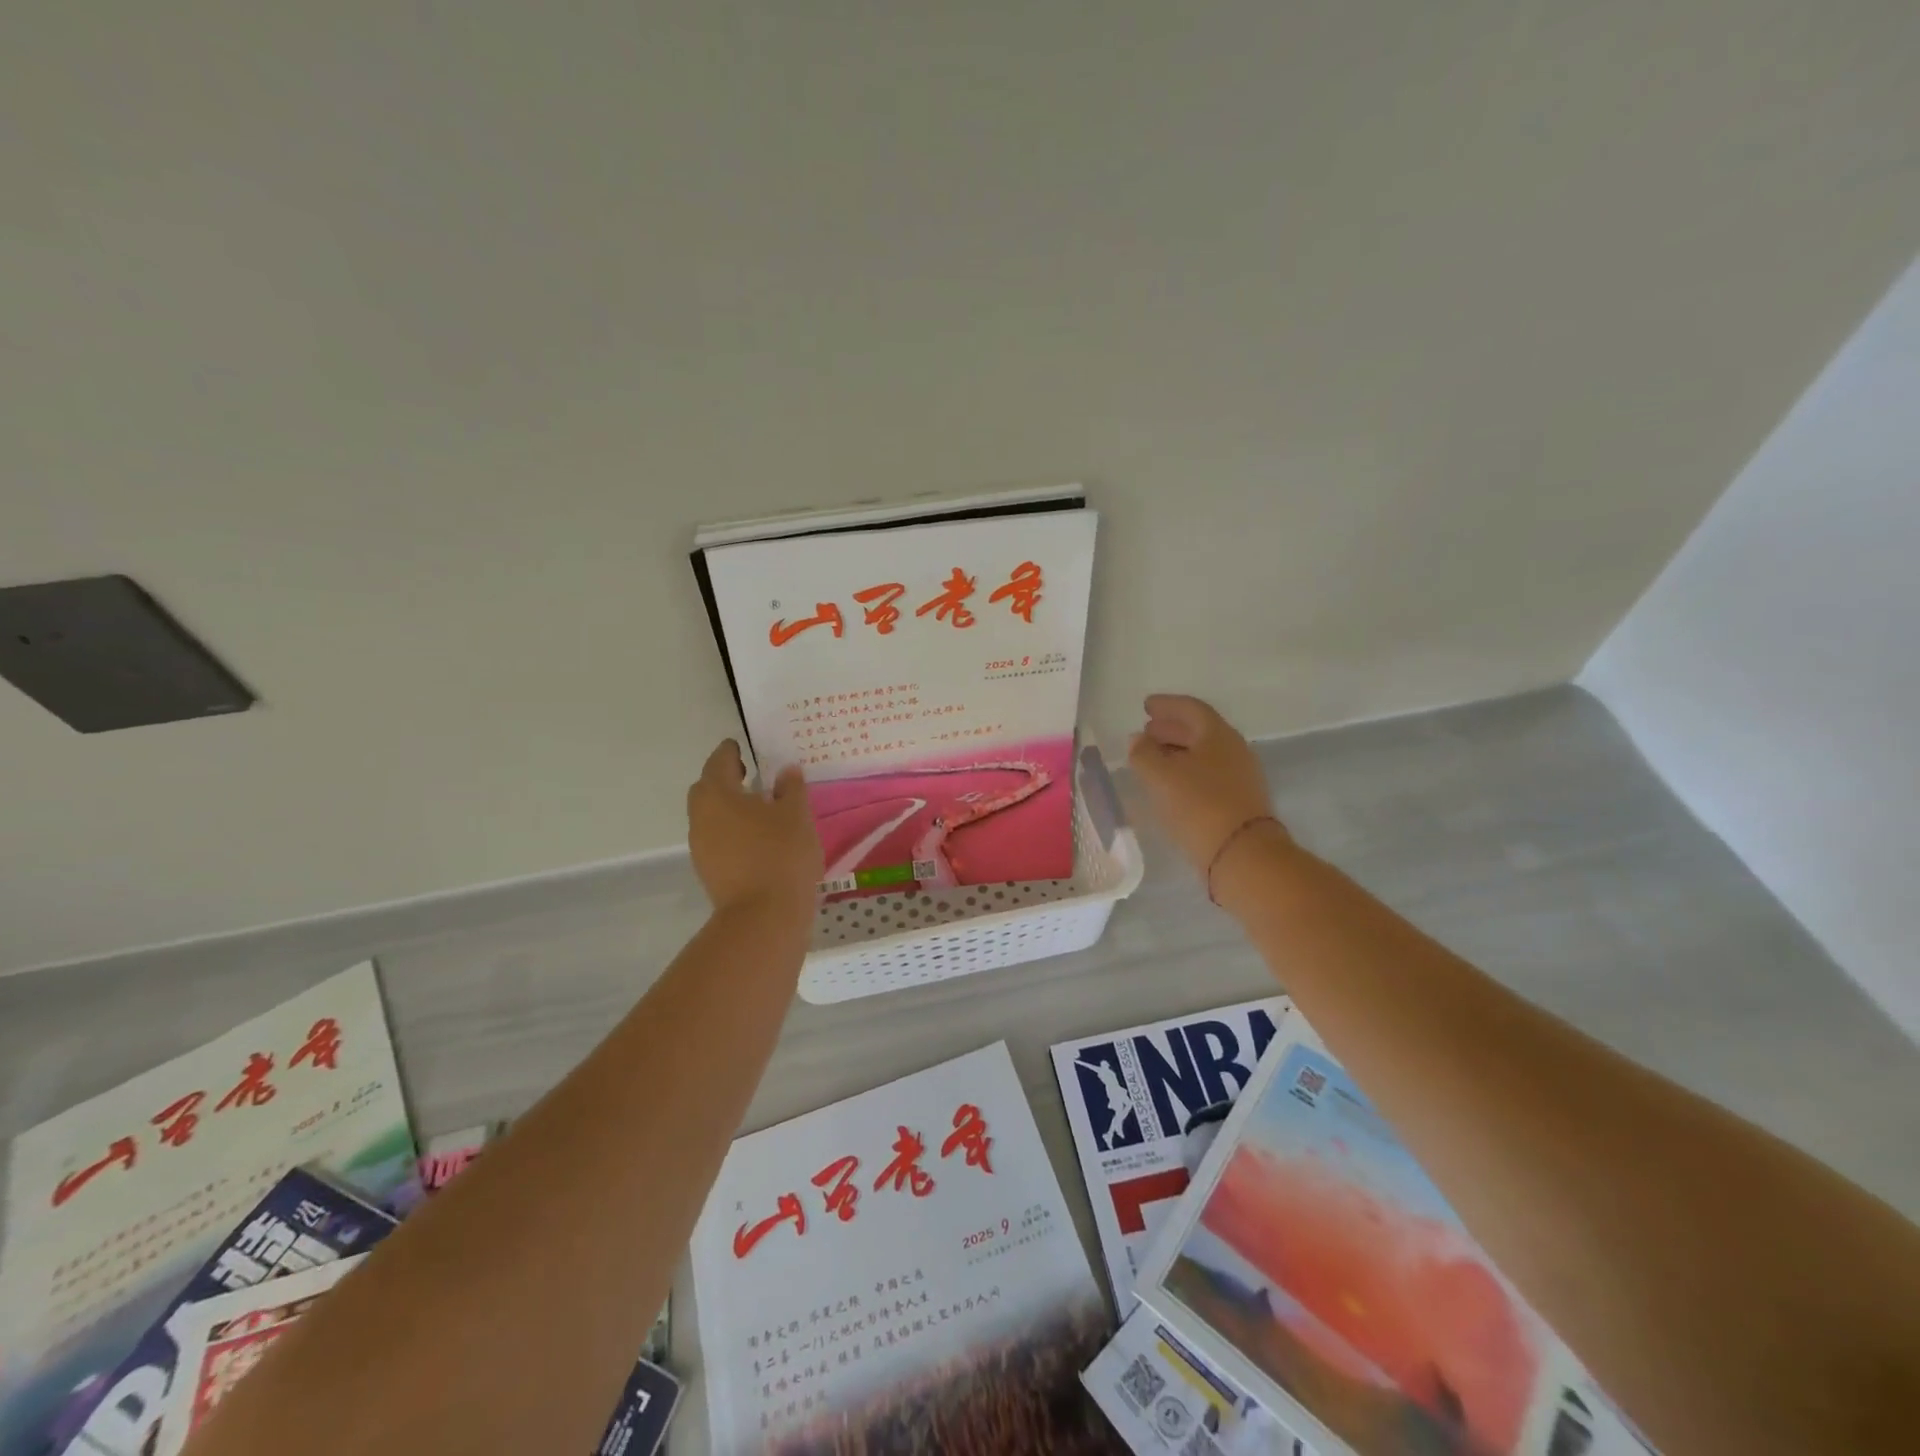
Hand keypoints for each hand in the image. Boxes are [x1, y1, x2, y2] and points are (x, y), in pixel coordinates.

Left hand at [686, 741, 821, 915]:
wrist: (763, 917)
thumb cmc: (780, 854)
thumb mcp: (796, 815)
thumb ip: (791, 788)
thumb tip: (785, 771)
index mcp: (718, 794)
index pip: (719, 762)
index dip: (730, 751)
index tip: (742, 747)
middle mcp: (701, 817)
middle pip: (707, 789)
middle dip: (724, 779)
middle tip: (750, 775)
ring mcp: (701, 847)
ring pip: (711, 817)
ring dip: (729, 808)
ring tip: (759, 809)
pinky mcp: (710, 872)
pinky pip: (718, 840)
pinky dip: (733, 831)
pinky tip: (758, 838)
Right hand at [1128, 694, 1287, 879]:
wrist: (1243, 856)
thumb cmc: (1199, 806)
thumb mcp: (1161, 776)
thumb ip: (1143, 753)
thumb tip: (1138, 739)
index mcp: (1218, 734)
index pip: (1191, 708)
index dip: (1167, 705)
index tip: (1146, 706)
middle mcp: (1234, 750)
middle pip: (1199, 731)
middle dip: (1171, 729)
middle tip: (1146, 731)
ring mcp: (1240, 778)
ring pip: (1203, 755)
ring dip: (1177, 752)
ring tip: (1153, 759)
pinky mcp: (1239, 803)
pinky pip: (1207, 776)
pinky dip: (1186, 773)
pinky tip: (1170, 786)